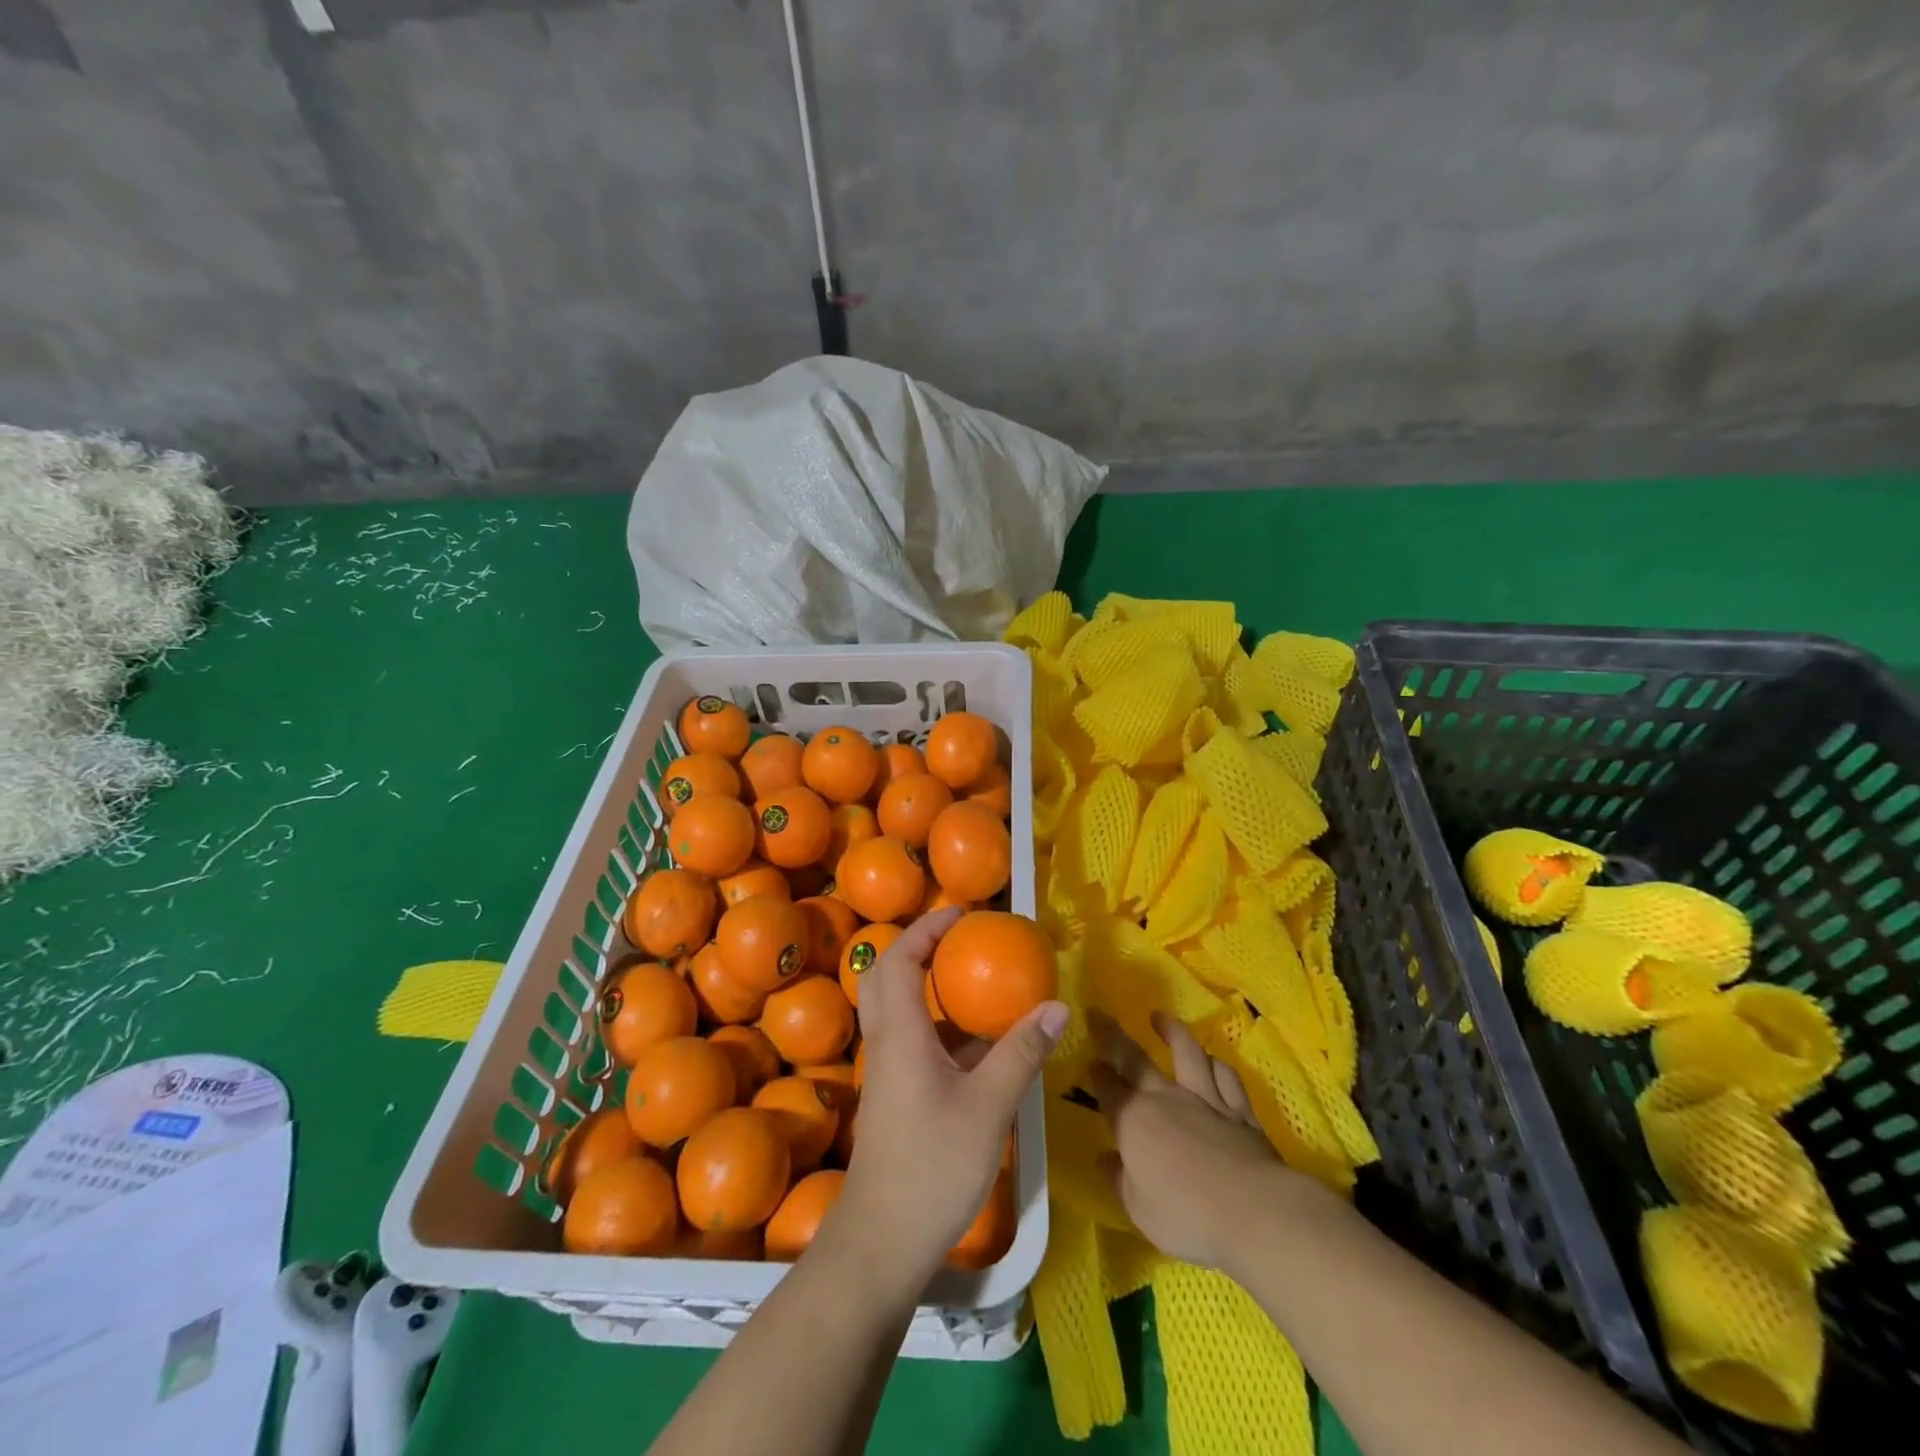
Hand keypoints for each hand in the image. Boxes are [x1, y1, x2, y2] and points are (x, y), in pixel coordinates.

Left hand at [834, 907, 1066, 1292]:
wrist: (882, 1242)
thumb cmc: (933, 1166)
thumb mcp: (989, 1107)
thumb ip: (1021, 1053)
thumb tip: (1056, 1006)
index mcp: (900, 1034)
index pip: (899, 959)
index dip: (926, 928)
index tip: (961, 914)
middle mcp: (885, 1043)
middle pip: (885, 976)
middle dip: (919, 948)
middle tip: (959, 941)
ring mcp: (886, 1072)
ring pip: (895, 1009)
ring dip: (925, 985)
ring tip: (971, 983)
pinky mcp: (893, 1096)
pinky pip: (909, 1040)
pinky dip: (935, 1024)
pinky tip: (974, 1045)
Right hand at [1091, 1009, 1297, 1269]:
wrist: (1255, 1212)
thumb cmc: (1186, 1214)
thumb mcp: (1139, 1209)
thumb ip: (1119, 1180)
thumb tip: (1104, 1158)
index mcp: (1134, 1120)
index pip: (1108, 1089)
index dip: (1098, 1074)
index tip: (1091, 1061)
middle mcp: (1165, 1098)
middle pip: (1135, 1058)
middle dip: (1113, 1035)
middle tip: (1100, 1014)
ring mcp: (1206, 1100)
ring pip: (1187, 1053)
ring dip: (1172, 1031)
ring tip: (1160, 1017)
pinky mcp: (1240, 1111)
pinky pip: (1227, 1078)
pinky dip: (1216, 1065)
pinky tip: (1212, 1059)